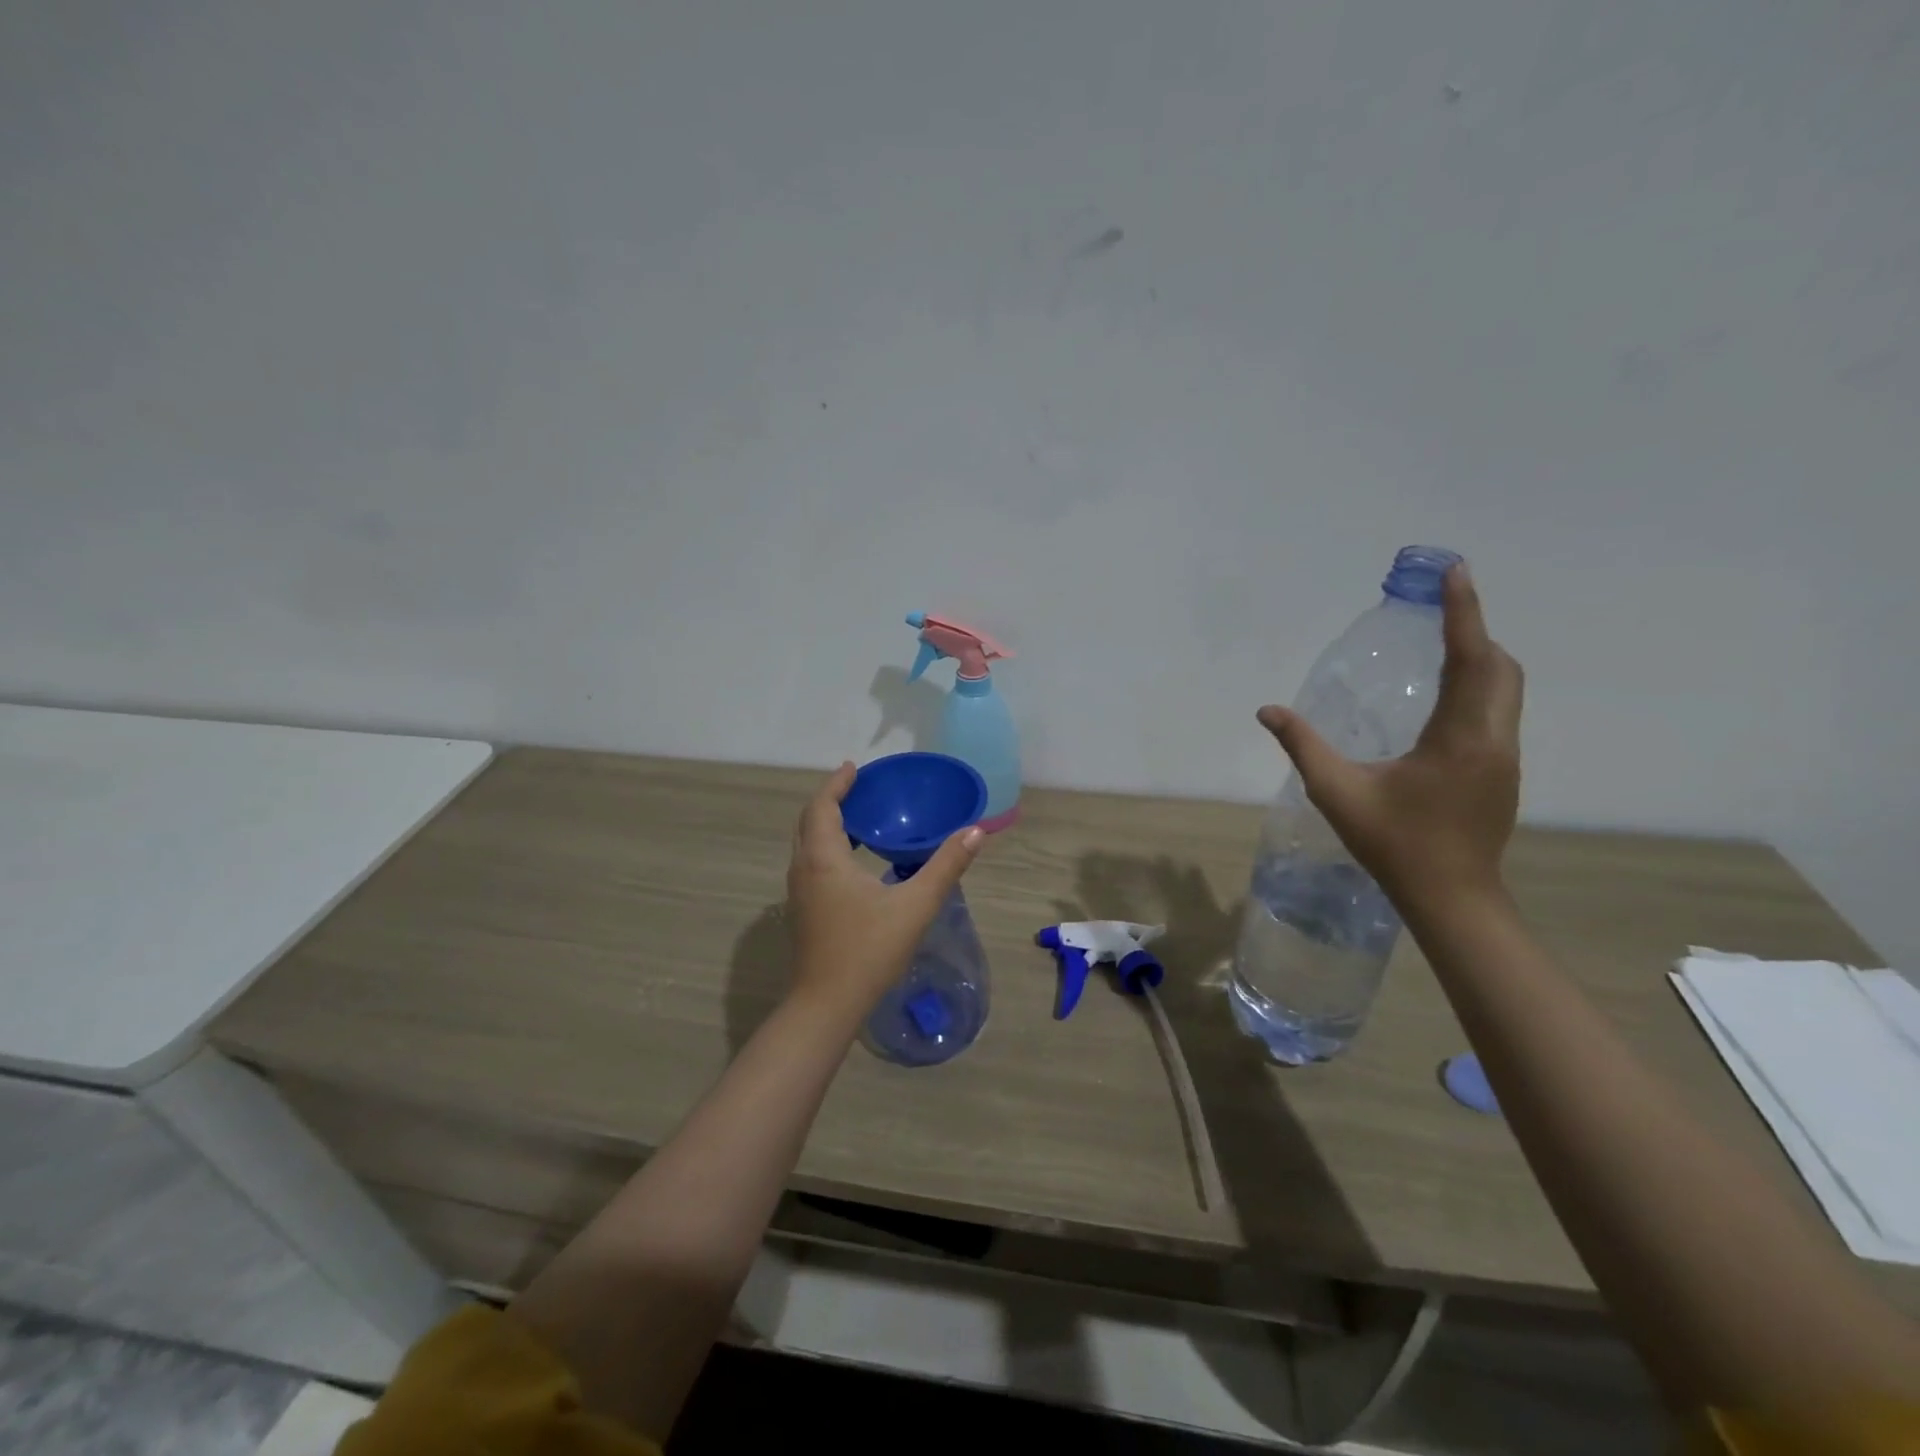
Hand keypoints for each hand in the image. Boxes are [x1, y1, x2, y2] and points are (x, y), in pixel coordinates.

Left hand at [785, 762, 984, 1022]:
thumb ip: (946, 866)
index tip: (854, 768)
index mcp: (824, 859)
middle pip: (809, 822)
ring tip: (859, 819)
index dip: (836, 784)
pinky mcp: (803, 912)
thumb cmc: (869, 950)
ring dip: (827, 825)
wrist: (827, 1005)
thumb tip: (975, 832)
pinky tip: (854, 862)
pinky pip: (810, 864)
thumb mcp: (915, 906)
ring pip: (807, 845)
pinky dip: (827, 847)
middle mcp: (804, 869)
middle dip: (831, 801)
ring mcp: (798, 893)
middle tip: (858, 789)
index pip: (822, 807)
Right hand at [1257, 563, 1523, 911]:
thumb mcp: (1338, 793)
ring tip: (1441, 644)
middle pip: (1499, 667)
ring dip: (1480, 659)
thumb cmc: (1394, 843)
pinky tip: (1444, 699)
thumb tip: (1268, 711)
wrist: (1451, 897)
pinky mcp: (1502, 772)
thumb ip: (1303, 747)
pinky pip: (1498, 710)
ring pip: (1506, 689)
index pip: (1469, 659)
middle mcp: (1493, 738)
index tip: (1457, 572)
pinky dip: (1478, 687)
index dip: (1463, 612)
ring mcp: (1504, 756)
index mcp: (1460, 737)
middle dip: (1473, 632)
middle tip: (1440, 609)